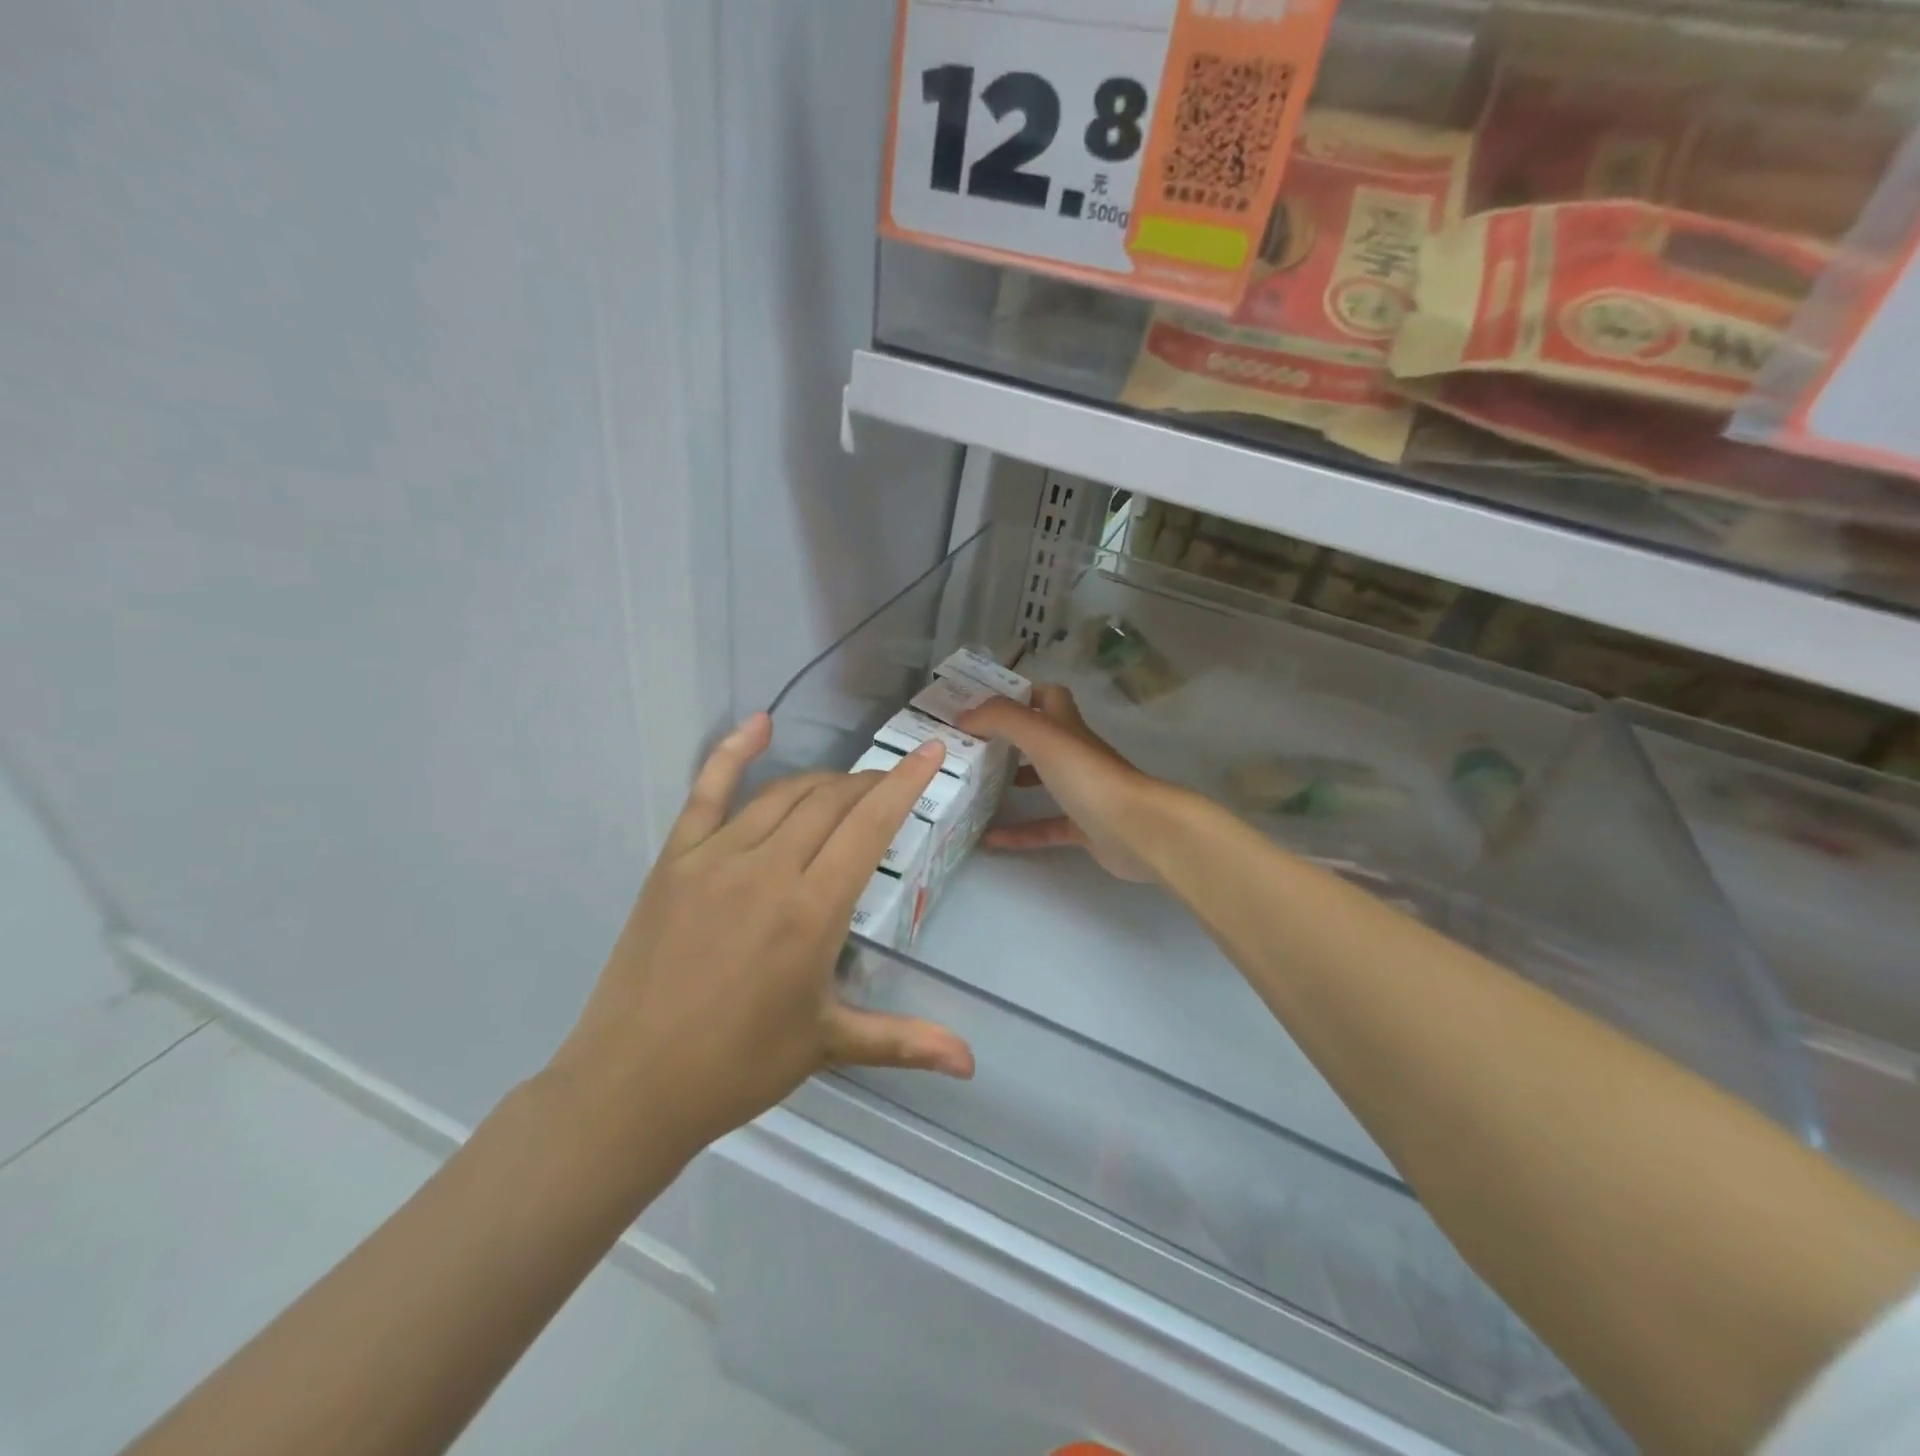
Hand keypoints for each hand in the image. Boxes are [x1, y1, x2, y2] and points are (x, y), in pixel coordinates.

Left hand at [546, 713, 974, 1160]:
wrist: (631, 1086)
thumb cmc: (739, 1067)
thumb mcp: (829, 1044)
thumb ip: (905, 1041)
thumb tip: (972, 1063)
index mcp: (812, 910)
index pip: (870, 825)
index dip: (905, 783)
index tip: (931, 752)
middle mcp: (768, 869)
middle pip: (831, 801)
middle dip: (868, 785)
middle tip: (887, 789)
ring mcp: (715, 857)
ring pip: (783, 794)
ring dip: (822, 782)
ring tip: (845, 787)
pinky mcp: (674, 860)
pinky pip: (706, 791)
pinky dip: (732, 752)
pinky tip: (758, 724)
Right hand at [960, 685, 1165, 882]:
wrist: (1136, 830)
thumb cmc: (1088, 776)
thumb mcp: (1041, 736)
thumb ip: (1002, 719)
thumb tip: (965, 715)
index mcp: (1068, 727)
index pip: (1048, 697)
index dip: (1021, 694)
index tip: (985, 704)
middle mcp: (1076, 754)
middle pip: (1043, 739)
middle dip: (1010, 739)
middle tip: (972, 746)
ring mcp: (1082, 792)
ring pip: (1044, 781)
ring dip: (1013, 781)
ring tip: (977, 785)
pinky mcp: (1083, 828)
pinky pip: (1044, 828)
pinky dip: (1019, 833)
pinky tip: (990, 839)